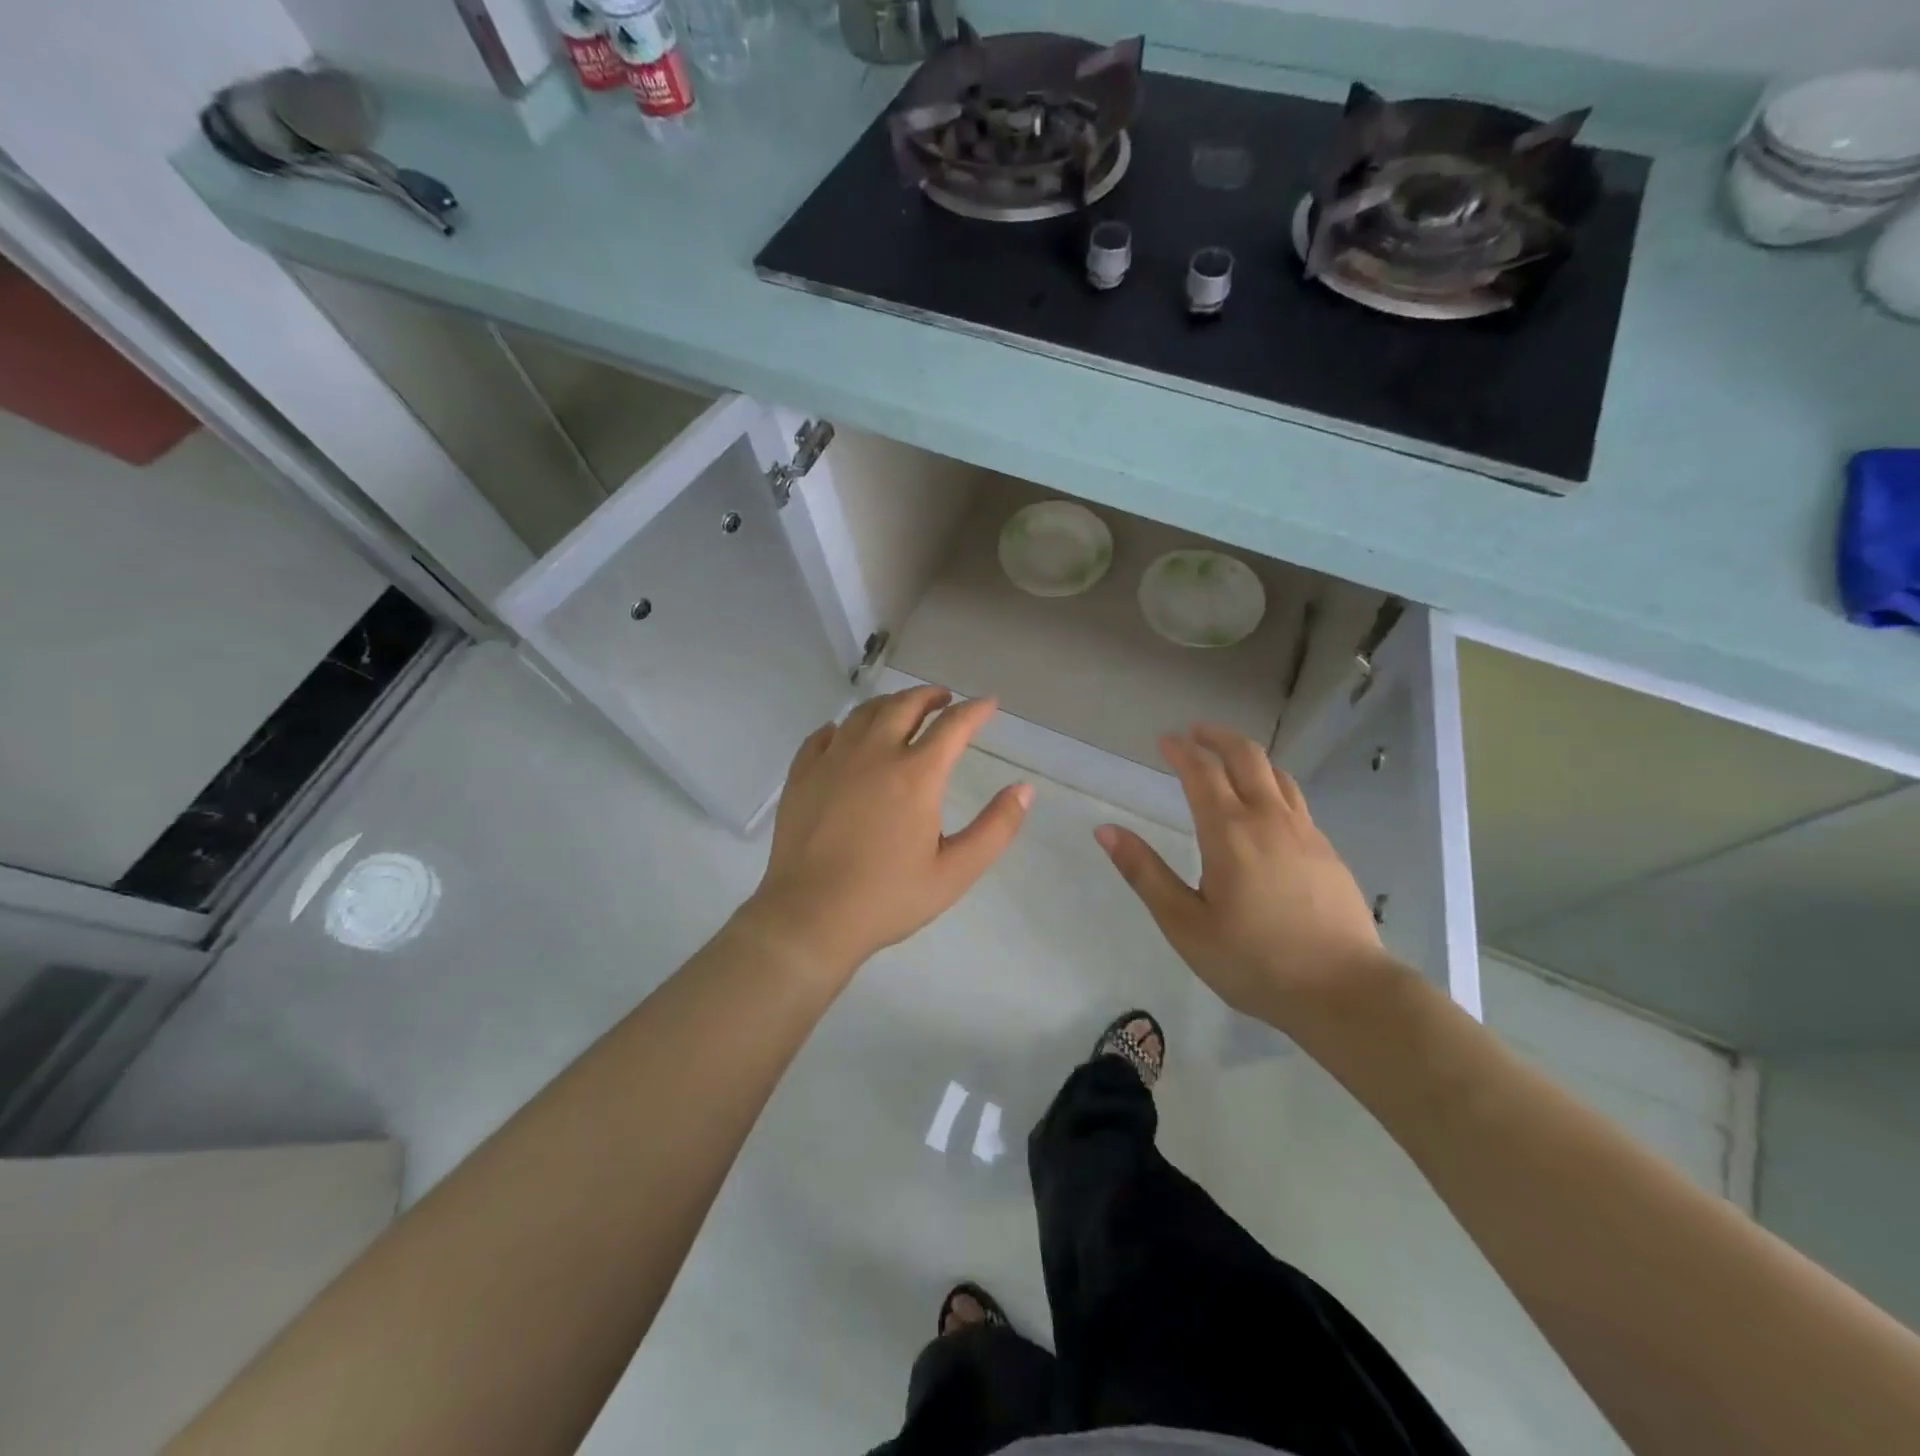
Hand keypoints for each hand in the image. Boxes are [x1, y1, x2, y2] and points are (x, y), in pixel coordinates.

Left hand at [744, 685, 1031, 977]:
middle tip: (944, 700)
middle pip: (905, 705)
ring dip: (890, 704)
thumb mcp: (955, 872)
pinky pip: (824, 734)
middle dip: (930, 696)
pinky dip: (845, 726)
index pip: (953, 725)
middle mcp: (874, 754)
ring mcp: (833, 760)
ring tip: (902, 710)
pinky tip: (847, 735)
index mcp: (916, 775)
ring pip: (864, 712)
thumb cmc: (887, 897)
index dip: (976, 710)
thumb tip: (1024, 790)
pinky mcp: (802, 774)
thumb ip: (995, 828)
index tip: (989, 704)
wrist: (810, 916)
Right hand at [1094, 724, 1390, 1028]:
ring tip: (1228, 759)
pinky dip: (1272, 783)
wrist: (1344, 990)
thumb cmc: (1253, 960)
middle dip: (1218, 737)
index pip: (1202, 772)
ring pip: (1277, 774)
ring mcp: (1305, 832)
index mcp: (1229, 832)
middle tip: (1195, 732)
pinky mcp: (1327, 850)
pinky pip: (1295, 798)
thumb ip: (1145, 873)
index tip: (1164, 740)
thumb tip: (1105, 830)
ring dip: (1248, 755)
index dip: (1181, 750)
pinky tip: (1266, 806)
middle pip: (1246, 756)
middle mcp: (1268, 819)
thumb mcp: (1185, 923)